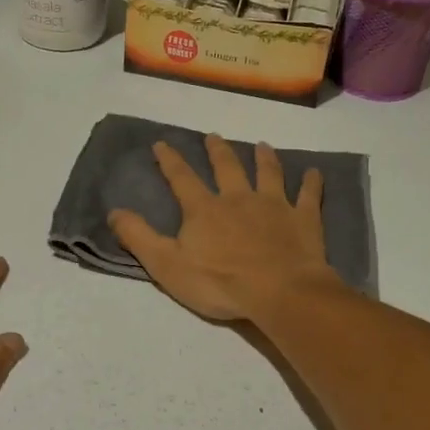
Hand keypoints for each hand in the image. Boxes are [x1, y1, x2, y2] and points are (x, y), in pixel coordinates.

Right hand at [108, 135, 342, 322]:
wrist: (279, 292)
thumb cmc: (219, 283)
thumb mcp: (166, 265)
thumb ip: (139, 237)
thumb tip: (114, 211)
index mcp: (204, 209)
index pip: (182, 178)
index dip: (170, 160)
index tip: (162, 143)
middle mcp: (238, 198)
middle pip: (227, 167)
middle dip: (217, 151)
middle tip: (213, 136)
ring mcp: (274, 205)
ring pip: (268, 173)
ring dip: (263, 157)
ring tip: (261, 145)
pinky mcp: (303, 219)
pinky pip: (308, 195)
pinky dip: (312, 182)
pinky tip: (315, 172)